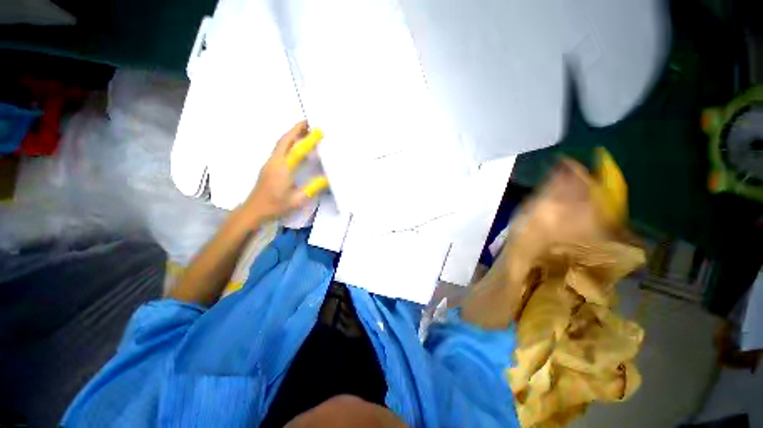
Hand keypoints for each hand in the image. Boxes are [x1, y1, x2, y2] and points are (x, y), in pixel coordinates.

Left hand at [239, 121, 327, 223]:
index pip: (296, 150)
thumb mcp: (297, 199)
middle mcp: (274, 162)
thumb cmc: (275, 206)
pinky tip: (296, 148)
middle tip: (309, 123)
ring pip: (280, 144)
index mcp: (282, 169)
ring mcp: (270, 163)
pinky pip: (279, 150)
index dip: (308, 139)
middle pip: (284, 140)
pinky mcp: (269, 167)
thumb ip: (312, 188)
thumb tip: (327, 179)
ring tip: (304, 132)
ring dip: (291, 135)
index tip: (318, 131)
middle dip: (296, 130)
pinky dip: (288, 143)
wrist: (253, 210)